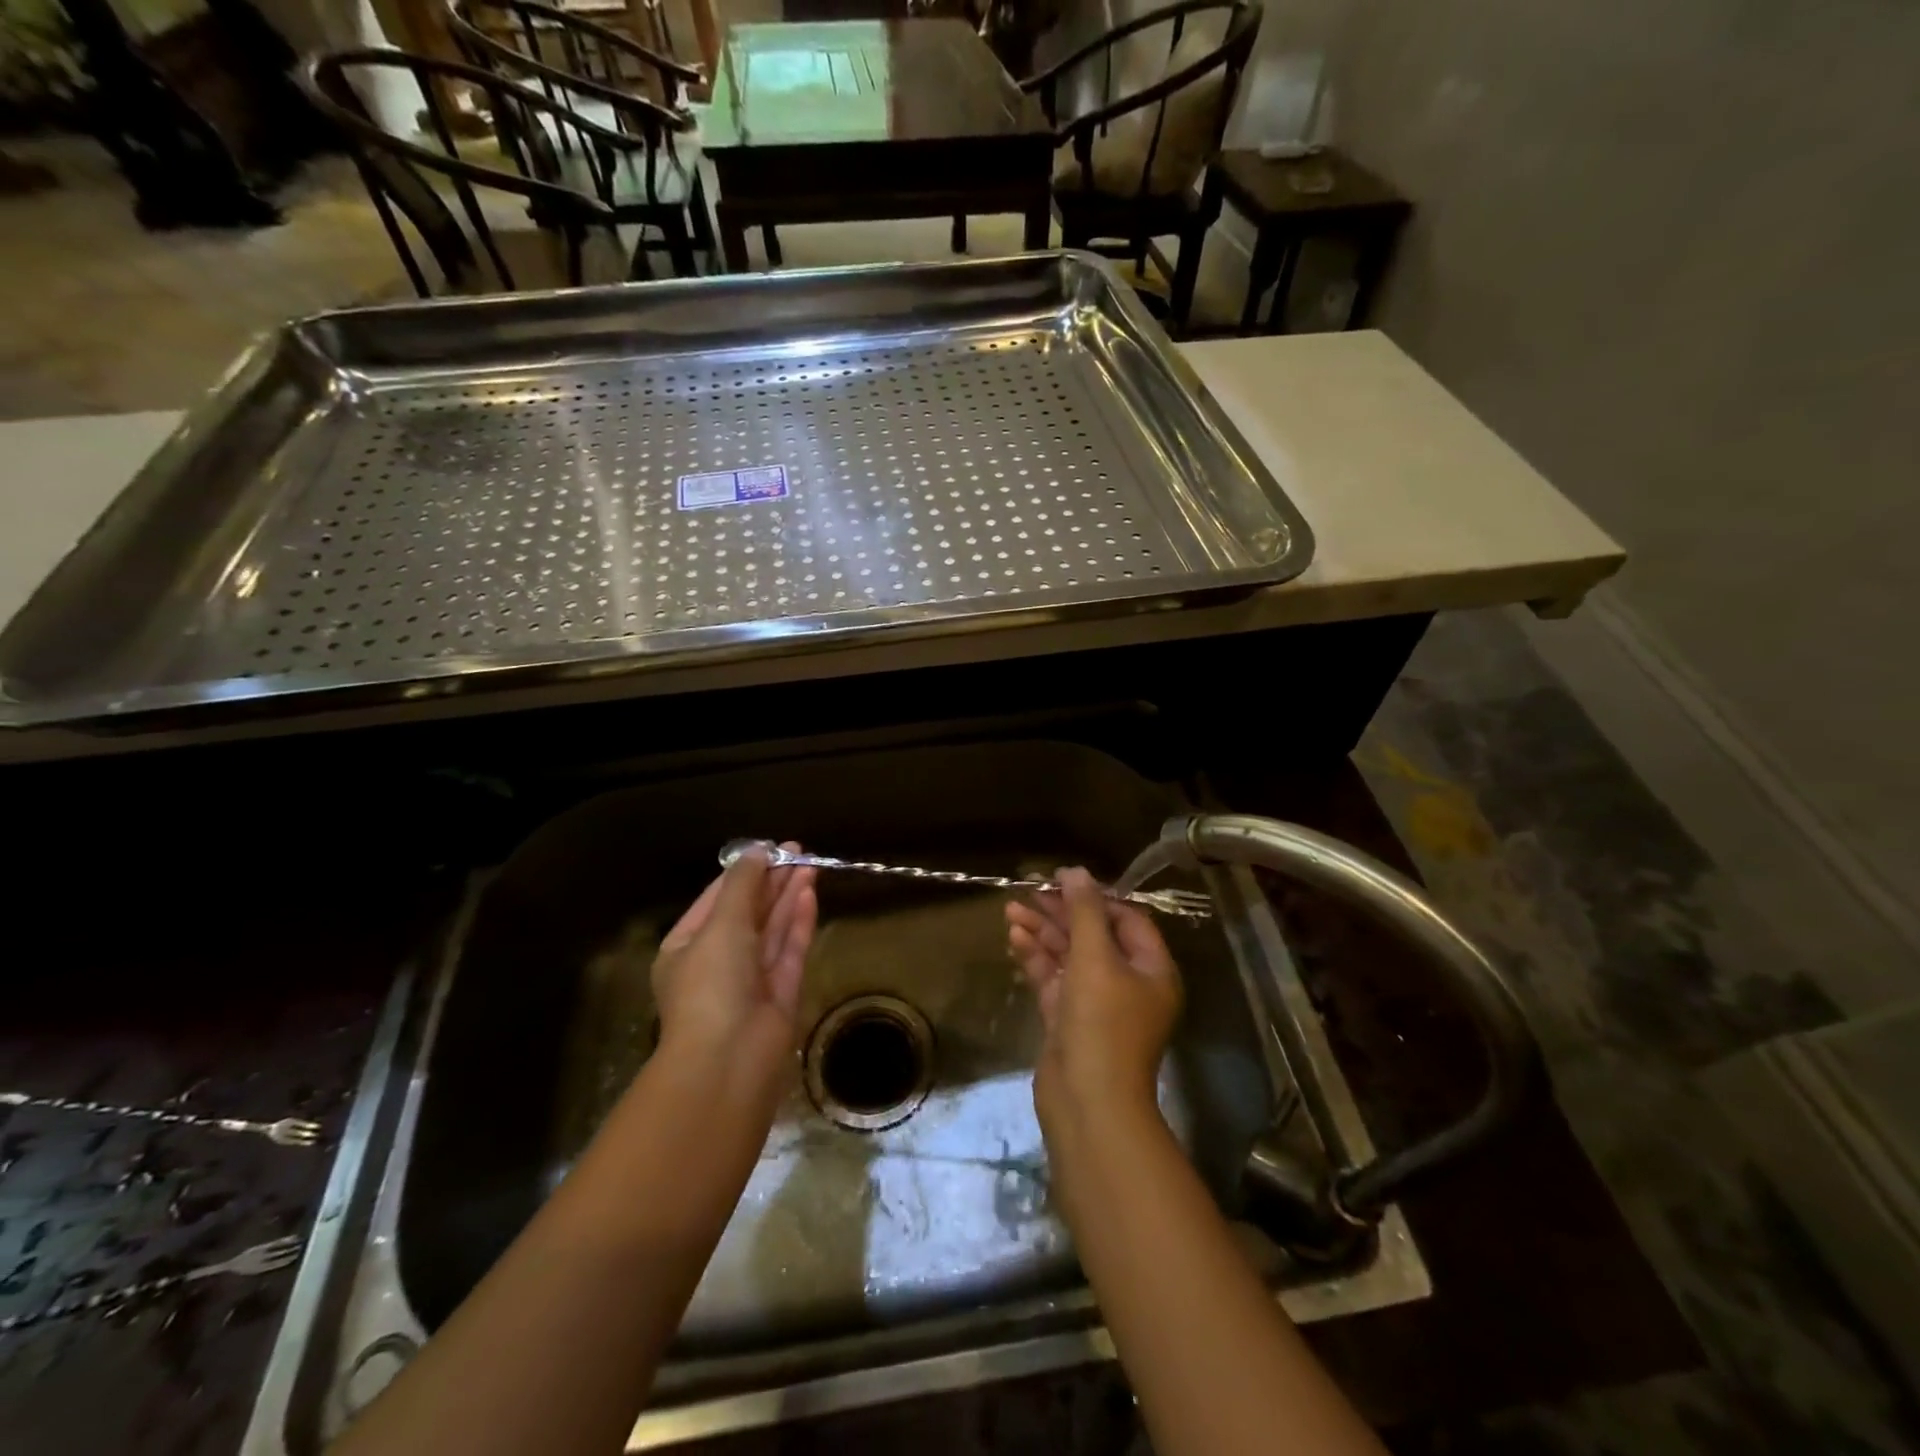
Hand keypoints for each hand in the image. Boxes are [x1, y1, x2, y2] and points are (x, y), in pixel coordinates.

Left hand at [651, 842, 817, 1084]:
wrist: (729, 1060)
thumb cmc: (711, 984)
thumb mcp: (721, 925)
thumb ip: (742, 885)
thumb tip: (757, 850)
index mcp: (687, 948)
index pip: (716, 899)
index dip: (743, 872)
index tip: (769, 848)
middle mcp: (718, 962)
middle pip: (748, 912)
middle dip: (770, 881)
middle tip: (797, 851)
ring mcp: (751, 979)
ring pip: (772, 929)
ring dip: (788, 896)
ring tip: (809, 863)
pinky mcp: (781, 993)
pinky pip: (790, 949)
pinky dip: (799, 922)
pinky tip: (809, 894)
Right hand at [1005, 867, 1181, 1133]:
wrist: (1087, 1102)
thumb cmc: (1102, 1023)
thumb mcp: (1095, 958)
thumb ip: (1085, 911)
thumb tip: (1076, 871)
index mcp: (1151, 969)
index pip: (1126, 919)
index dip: (1094, 896)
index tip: (1061, 879)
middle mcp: (1128, 983)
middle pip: (1094, 935)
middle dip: (1061, 912)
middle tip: (1029, 889)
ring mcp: (1096, 1004)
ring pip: (1069, 957)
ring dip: (1042, 932)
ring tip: (1009, 909)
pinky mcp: (1069, 1020)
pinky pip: (1054, 979)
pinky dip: (1036, 958)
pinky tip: (1013, 937)